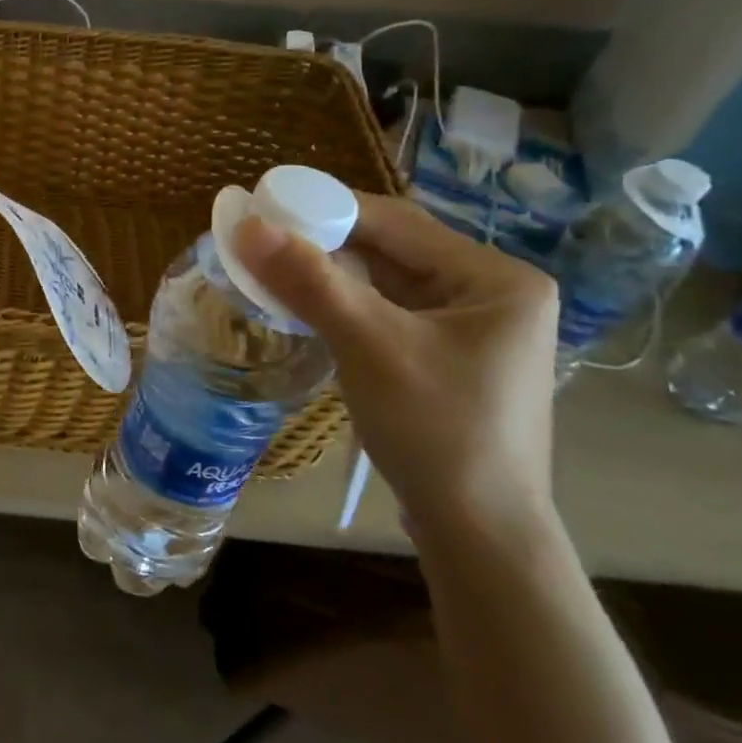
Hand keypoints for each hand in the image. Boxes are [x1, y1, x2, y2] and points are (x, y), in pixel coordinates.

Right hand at [236, 194, 559, 542]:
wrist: (479, 534)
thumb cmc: (437, 431)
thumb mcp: (369, 347)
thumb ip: (310, 281)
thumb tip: (245, 225)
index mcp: (495, 278)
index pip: (397, 222)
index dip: (325, 208)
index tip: (263, 208)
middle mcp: (491, 293)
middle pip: (392, 250)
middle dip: (324, 244)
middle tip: (259, 242)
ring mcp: (472, 329)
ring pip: (386, 283)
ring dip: (329, 276)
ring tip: (270, 270)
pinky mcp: (448, 358)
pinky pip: (387, 314)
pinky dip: (344, 307)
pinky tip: (305, 309)